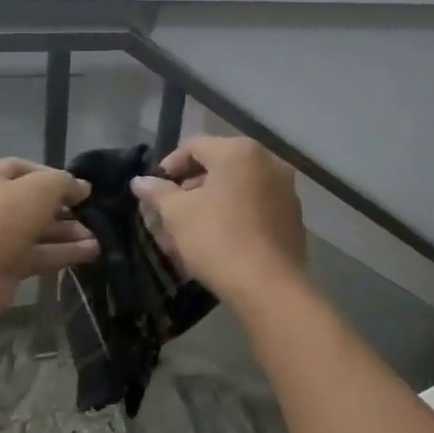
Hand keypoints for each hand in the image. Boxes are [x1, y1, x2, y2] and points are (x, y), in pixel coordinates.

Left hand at [0, 158, 97, 313]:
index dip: (53, 176)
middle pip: (31, 203)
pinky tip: (90, 252)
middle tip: (91, 215)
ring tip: (98, 237)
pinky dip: (62, 253)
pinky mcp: (3, 266)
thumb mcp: (40, 188)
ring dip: (67, 234)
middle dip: (64, 210)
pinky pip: (37, 255)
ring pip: (36, 231)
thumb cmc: (1, 218)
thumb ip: (64, 183)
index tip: (80, 188)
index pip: (22, 169)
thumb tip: (82, 187)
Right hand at [131, 136, 305, 303]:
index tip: (154, 191)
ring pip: (239, 188)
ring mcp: (286, 190)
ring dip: (212, 202)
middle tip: (170, 212)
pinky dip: (236, 215)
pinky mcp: (293, 218)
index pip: (194, 146)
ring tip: (192, 229)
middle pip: (219, 165)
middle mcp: (269, 162)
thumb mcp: (177, 214)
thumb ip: (157, 192)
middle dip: (191, 187)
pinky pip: (256, 207)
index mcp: (239, 151)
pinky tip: (220, 239)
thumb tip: (140, 181)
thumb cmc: (217, 239)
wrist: (268, 286)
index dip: (169, 166)